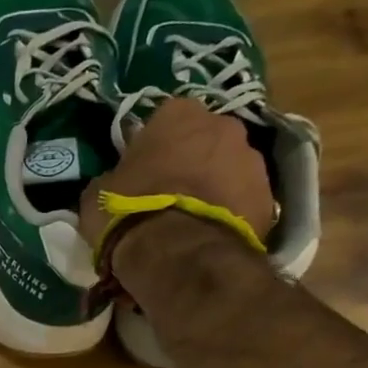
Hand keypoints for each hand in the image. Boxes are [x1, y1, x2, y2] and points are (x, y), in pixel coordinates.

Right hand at [79, 97, 275, 252]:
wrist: (178, 252)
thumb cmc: (129, 212)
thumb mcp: (97, 194)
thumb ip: (112, 178)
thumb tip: (116, 183)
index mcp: (178, 114)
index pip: (166, 119)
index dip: (155, 145)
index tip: (144, 168)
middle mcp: (223, 126)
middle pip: (205, 139)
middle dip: (192, 161)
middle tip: (170, 194)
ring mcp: (253, 161)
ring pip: (229, 168)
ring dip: (214, 187)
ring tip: (192, 220)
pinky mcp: (270, 198)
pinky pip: (245, 201)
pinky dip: (231, 213)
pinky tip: (209, 236)